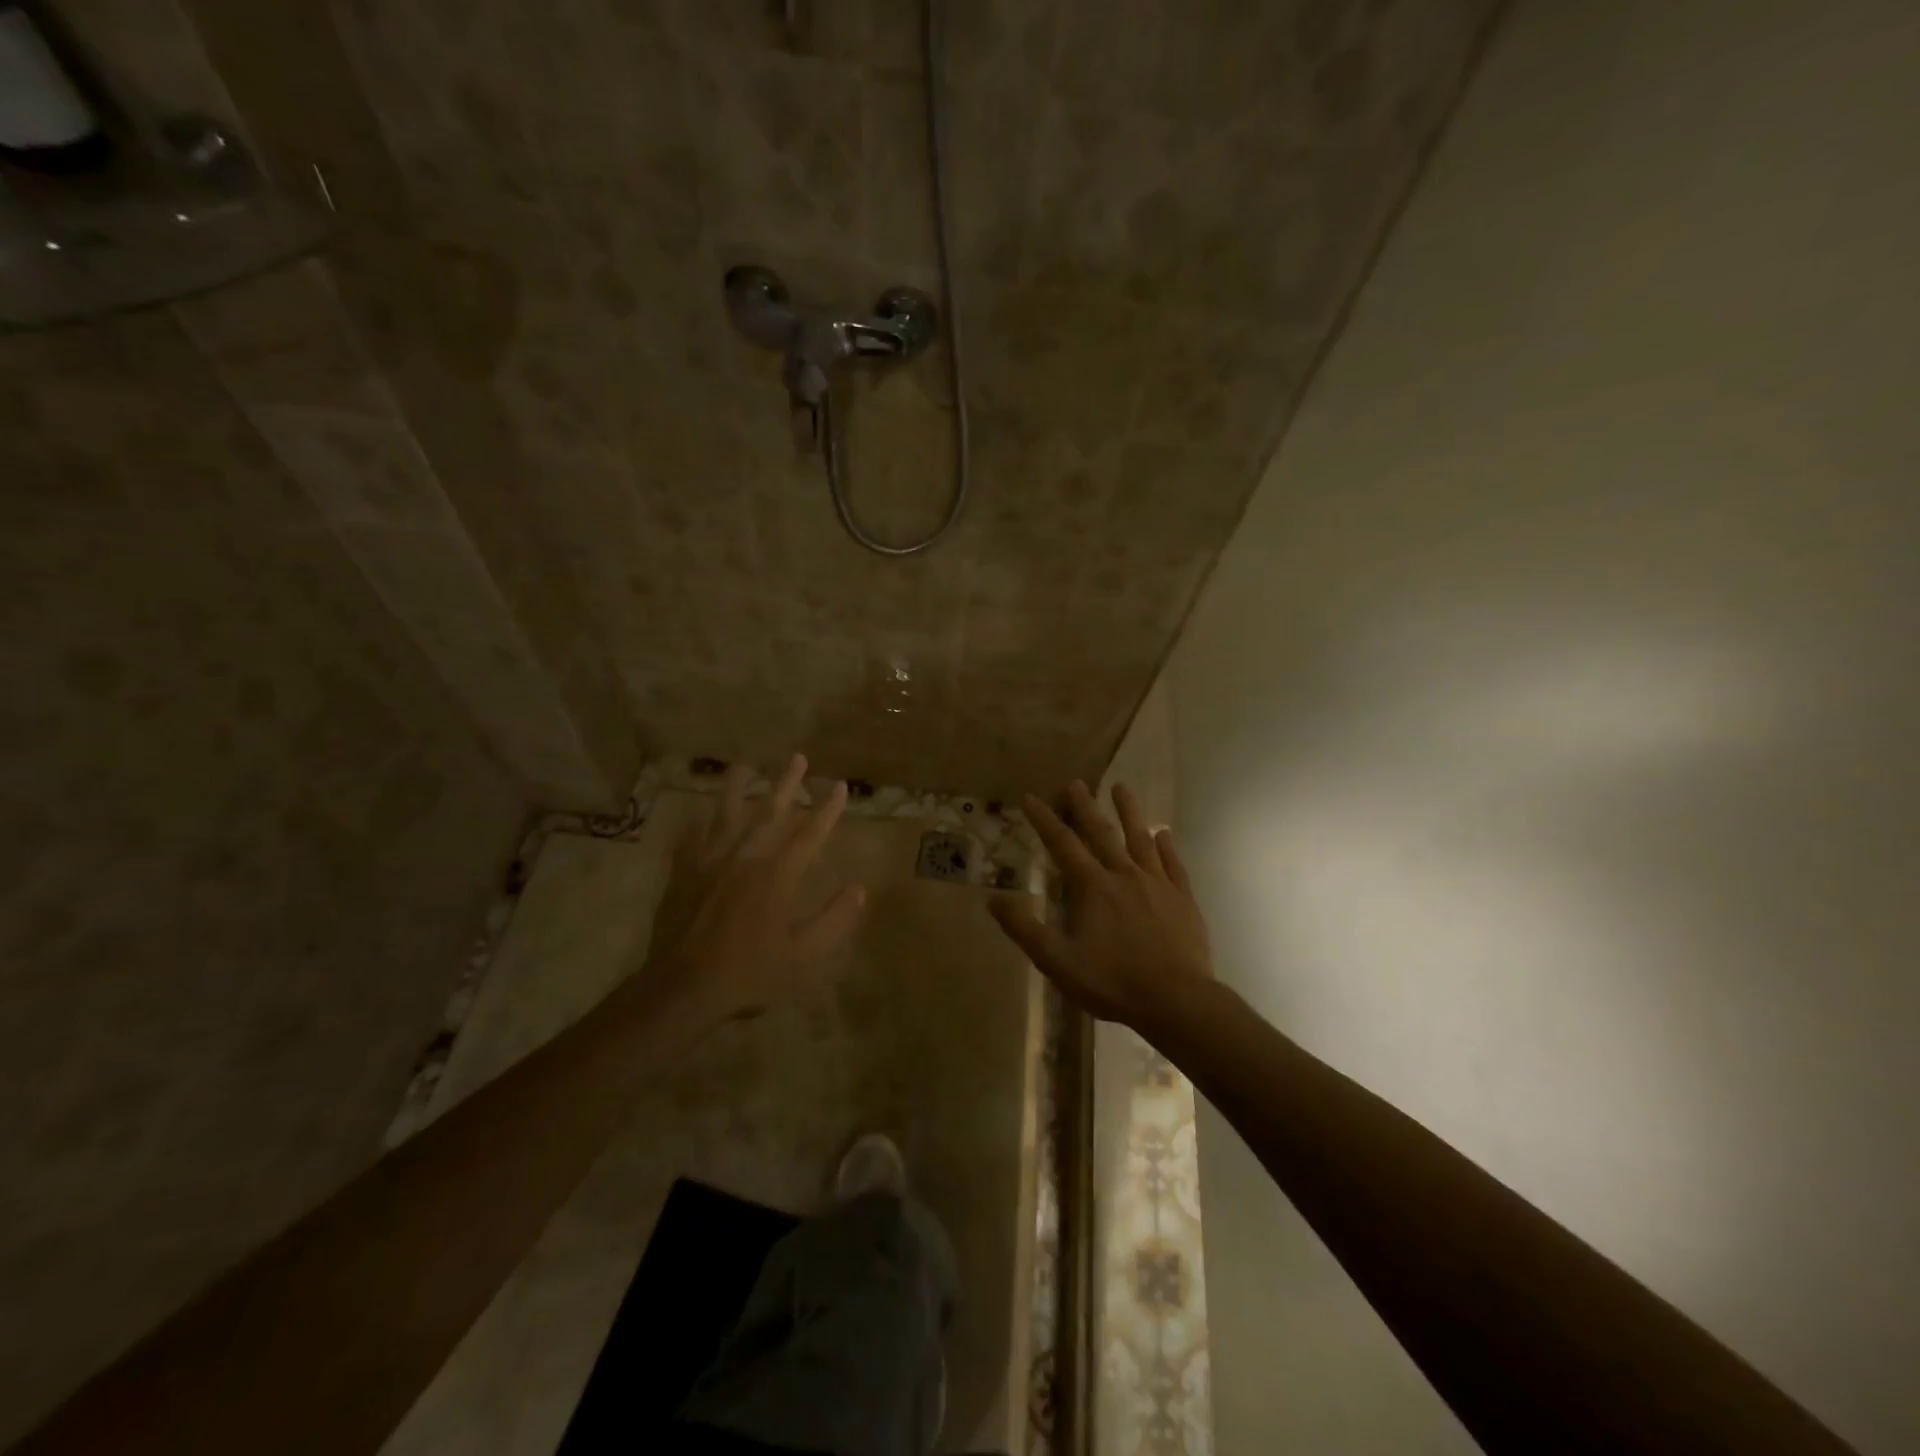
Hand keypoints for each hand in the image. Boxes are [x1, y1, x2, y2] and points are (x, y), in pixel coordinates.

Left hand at [646, 754, 865, 1024]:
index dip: (828, 809)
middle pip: (770, 812)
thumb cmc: (751, 973)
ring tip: (745, 764)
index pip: (810, 834)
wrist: (685, 987)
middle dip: (787, 783)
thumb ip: (834, 920)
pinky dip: (698, 823)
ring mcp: (711, 862)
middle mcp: (746, 857)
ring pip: (726, 814)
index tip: (839, 786)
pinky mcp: (684, 873)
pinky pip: (691, 838)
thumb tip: (859, 890)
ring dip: (739, 787)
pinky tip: (699, 813)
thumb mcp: (804, 955)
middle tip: (797, 758)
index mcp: (778, 875)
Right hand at [988, 781, 1213, 1032]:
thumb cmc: (1112, 982)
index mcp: (1092, 887)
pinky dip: (1166, 847)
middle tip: (1075, 783)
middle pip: (1101, 833)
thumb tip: (993, 900)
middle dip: (1085, 807)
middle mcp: (1124, 875)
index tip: (1031, 797)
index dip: (1044, 820)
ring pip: (1140, 839)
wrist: (1176, 1001)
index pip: (1062, 844)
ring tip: (1121, 788)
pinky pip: (1173, 865)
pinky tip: (1164, 834)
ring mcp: (1157, 885)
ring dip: (1129, 812)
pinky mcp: (1183, 899)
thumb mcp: (1057, 961)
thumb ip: (1025, 929)